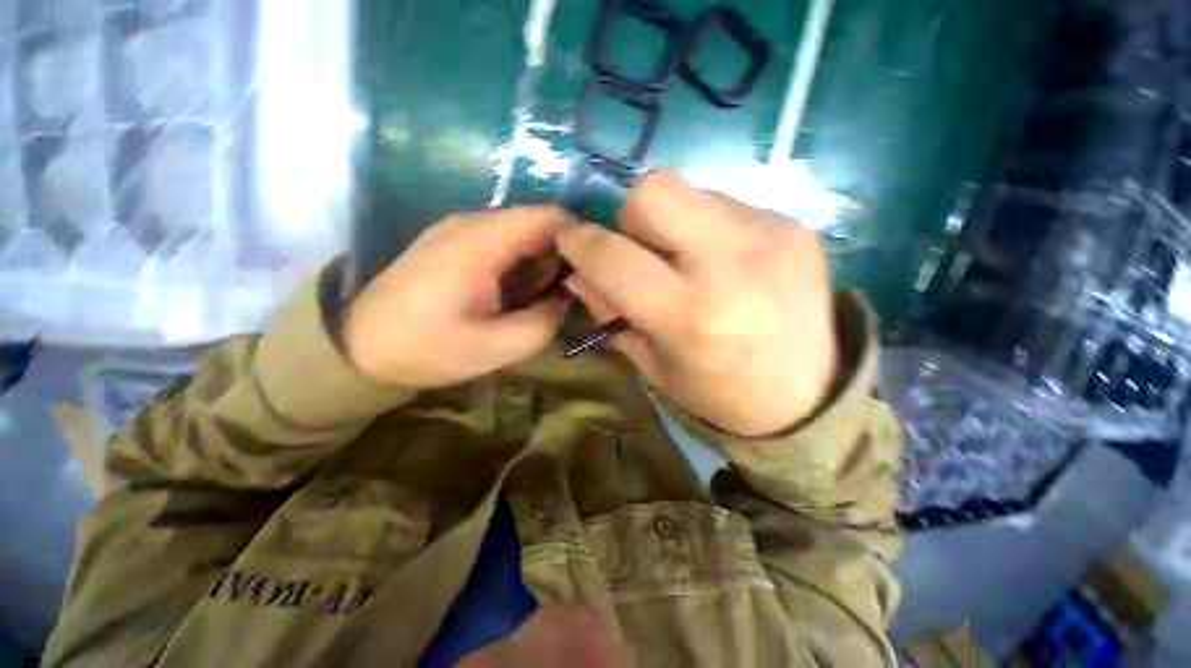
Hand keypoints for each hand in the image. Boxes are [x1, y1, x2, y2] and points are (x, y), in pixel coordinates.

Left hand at [343, 207, 572, 388]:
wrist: (358, 348)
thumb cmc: (427, 348)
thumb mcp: (497, 347)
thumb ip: (545, 321)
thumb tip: (568, 298)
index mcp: (481, 241)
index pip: (549, 217)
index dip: (579, 241)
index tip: (591, 275)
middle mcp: (470, 222)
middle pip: (537, 223)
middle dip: (561, 256)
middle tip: (569, 295)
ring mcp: (459, 230)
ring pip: (521, 233)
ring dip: (540, 262)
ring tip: (542, 298)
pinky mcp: (453, 243)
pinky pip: (502, 243)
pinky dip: (521, 264)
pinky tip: (517, 293)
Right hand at [557, 172, 837, 436]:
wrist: (808, 396)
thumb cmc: (717, 392)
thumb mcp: (651, 363)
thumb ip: (609, 311)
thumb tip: (577, 272)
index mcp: (688, 315)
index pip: (612, 256)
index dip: (579, 242)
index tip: (569, 239)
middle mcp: (730, 264)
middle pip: (653, 190)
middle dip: (630, 217)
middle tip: (642, 250)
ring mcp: (770, 236)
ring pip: (690, 189)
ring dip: (671, 220)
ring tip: (687, 258)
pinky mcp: (794, 225)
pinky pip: (725, 204)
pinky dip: (707, 226)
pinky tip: (723, 261)